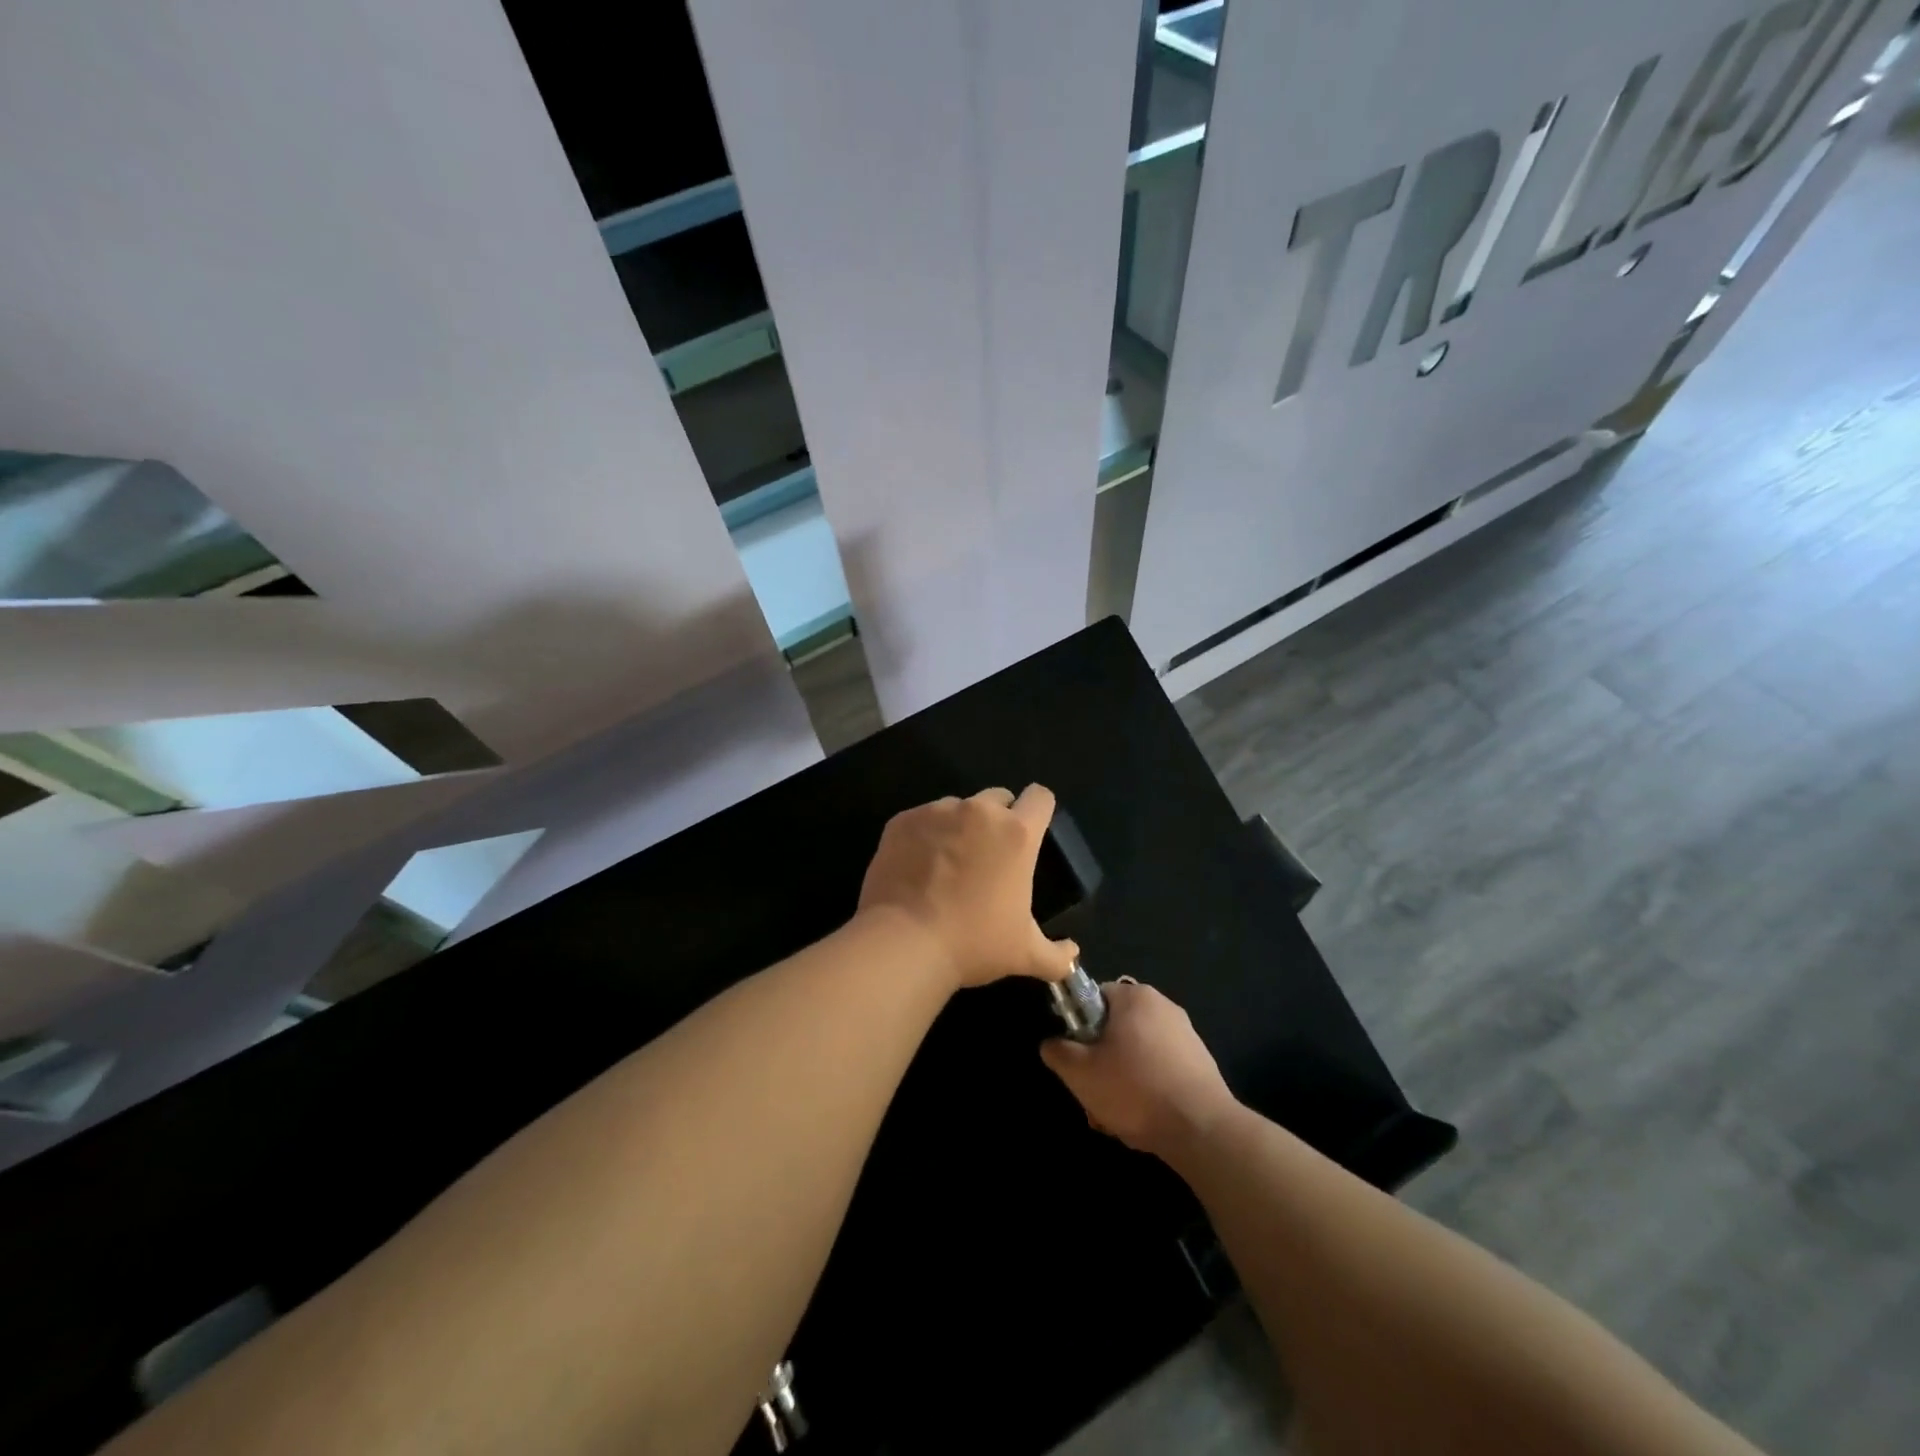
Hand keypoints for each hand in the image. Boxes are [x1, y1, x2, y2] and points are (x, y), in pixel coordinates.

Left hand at [856, 785, 1078, 990]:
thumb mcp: (1024, 955)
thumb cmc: (973, 944)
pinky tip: (918, 867)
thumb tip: (1073, 955)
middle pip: (998, 797)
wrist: (904, 943)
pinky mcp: (903, 820)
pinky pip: (922, 819)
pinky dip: (925, 836)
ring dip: (960, 826)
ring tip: (948, 864)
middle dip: (998, 818)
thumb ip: (1057, 956)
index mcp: (1016, 834)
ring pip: (957, 807)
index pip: (1040, 797)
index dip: (1039, 810)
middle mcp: (979, 812)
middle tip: (989, 856)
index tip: (1032, 831)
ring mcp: (937, 812)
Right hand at [1040, 981, 1236, 1157]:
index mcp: (1134, 997)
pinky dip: (1148, 1090)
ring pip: (1137, 1055)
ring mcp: (1186, 1036)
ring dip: (1122, 1082)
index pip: (1095, 999)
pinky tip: (1143, 1121)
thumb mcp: (1080, 1073)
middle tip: (1093, 1096)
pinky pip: (1161, 1070)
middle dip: (1101, 1063)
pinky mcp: (1201, 1064)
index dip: (1079, 1029)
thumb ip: (1058, 1052)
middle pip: (1117, 1030)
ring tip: (1115, 1118)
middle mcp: (1163, 1006)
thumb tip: (1052, 1044)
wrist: (1202, 1130)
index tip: (1077, 1060)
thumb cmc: (1135, 1089)